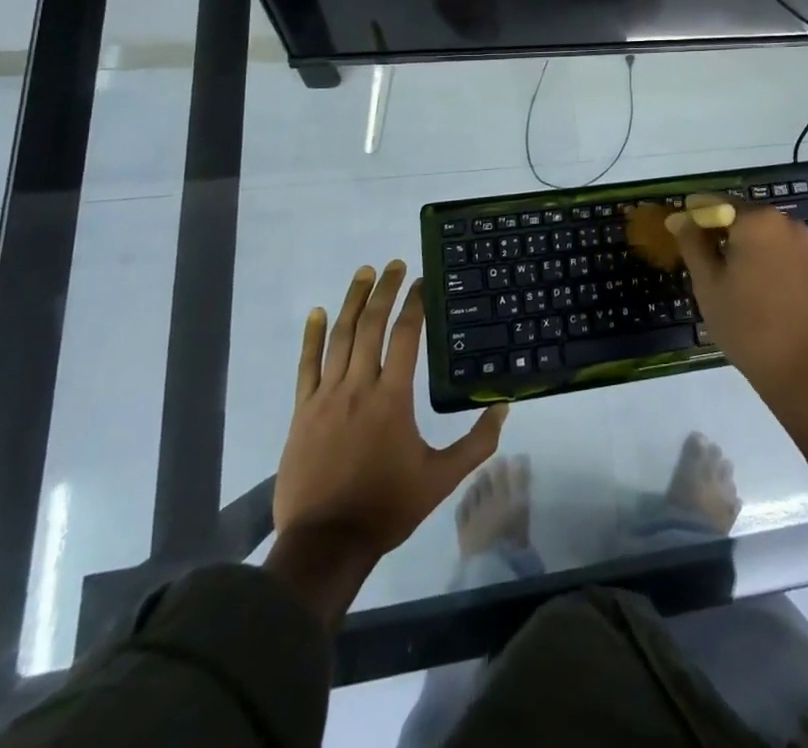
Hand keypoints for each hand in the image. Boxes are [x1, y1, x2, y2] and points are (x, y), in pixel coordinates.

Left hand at [269, 261, 506, 617]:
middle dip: (384, 290)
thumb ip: (476, 443)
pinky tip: (317, 312)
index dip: (415, 305)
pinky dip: (312, 335)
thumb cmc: (386, 507)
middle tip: (395, 264)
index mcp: (393, 398)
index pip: (405, 336)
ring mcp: (326, 397)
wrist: (325, 544)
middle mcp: (359, 387)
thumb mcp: (441, 479)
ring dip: (352, 301)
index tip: (422, 281)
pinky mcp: (303, 411)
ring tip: (364, 273)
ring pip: (340, 337)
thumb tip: (504, 407)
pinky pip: (307, 364)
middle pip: (371, 325)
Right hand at [668, 195, 807, 406]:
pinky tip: (752, 289)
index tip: (677, 230)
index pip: (716, 203)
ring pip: (761, 236)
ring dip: (740, 248)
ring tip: (723, 279)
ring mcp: (804, 244)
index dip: (694, 215)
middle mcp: (784, 222)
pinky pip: (779, 252)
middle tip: (697, 260)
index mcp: (757, 220)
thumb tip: (679, 218)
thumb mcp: (708, 284)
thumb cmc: (749, 325)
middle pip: (741, 216)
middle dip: (718, 232)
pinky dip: (761, 260)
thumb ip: (692, 244)